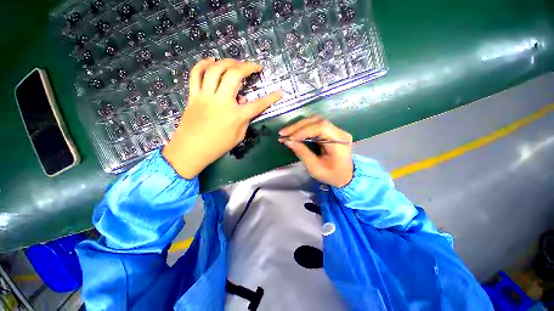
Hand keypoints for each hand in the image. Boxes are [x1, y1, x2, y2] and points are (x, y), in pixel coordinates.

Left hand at [163, 58, 281, 178]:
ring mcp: (205, 97)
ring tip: (235, 62)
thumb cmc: (217, 147)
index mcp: (235, 116)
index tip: (279, 92)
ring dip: (227, 62)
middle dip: (247, 66)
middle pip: (234, 76)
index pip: (258, 104)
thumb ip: (244, 120)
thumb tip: (243, 104)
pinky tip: (211, 61)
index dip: (270, 98)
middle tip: (254, 66)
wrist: (191, 150)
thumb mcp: (238, 137)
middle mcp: (221, 102)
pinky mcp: (193, 96)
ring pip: (215, 70)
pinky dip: (202, 64)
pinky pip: (195, 74)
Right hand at [279, 116, 353, 187]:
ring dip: (299, 126)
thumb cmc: (332, 175)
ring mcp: (336, 130)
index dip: (303, 131)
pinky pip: (315, 125)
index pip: (321, 128)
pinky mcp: (331, 131)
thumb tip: (288, 141)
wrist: (346, 176)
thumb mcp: (315, 168)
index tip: (289, 138)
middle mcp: (340, 132)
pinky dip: (303, 128)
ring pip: (315, 121)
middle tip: (282, 133)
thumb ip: (302, 153)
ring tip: (286, 133)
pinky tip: (294, 133)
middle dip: (298, 127)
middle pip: (317, 121)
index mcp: (340, 142)